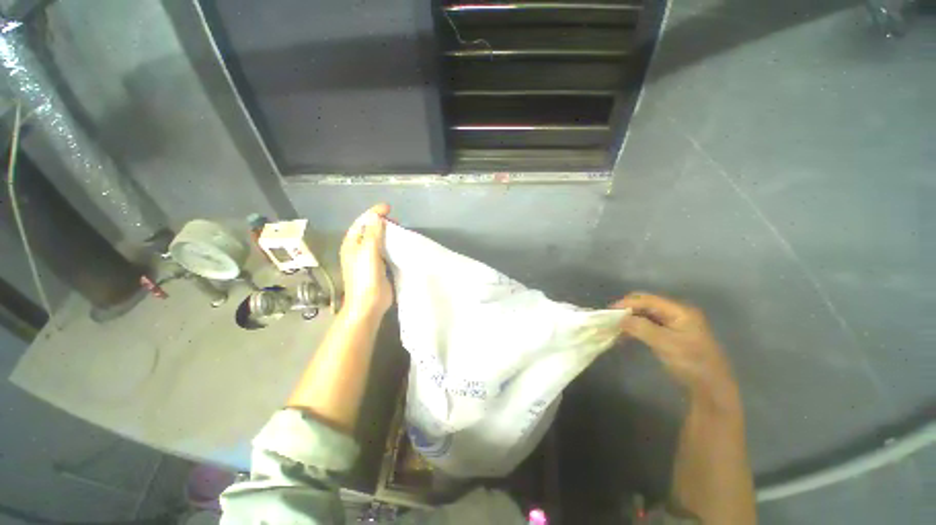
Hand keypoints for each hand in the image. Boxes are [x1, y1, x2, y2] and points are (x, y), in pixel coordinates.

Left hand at [340, 204, 392, 318]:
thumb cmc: (365, 277)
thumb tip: (376, 216)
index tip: (388, 207)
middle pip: (369, 230)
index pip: (361, 222)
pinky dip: (392, 245)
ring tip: (400, 230)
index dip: (373, 213)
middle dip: (381, 222)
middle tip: (396, 220)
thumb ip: (373, 233)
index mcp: (351, 244)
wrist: (369, 303)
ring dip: (388, 234)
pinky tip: (400, 245)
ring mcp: (369, 259)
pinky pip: (385, 251)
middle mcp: (358, 250)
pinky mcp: (379, 267)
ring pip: (378, 241)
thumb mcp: (368, 252)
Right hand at [613, 293, 739, 408]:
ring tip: (614, 328)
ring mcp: (673, 324)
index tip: (609, 312)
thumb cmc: (691, 362)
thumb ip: (641, 327)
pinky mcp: (669, 334)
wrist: (710, 387)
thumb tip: (619, 318)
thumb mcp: (665, 344)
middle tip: (610, 320)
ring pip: (645, 315)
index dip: (627, 303)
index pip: (647, 299)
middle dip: (627, 310)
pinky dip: (635, 328)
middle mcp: (676, 313)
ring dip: (629, 320)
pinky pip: (648, 325)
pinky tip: (624, 336)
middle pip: (645, 304)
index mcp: (679, 311)